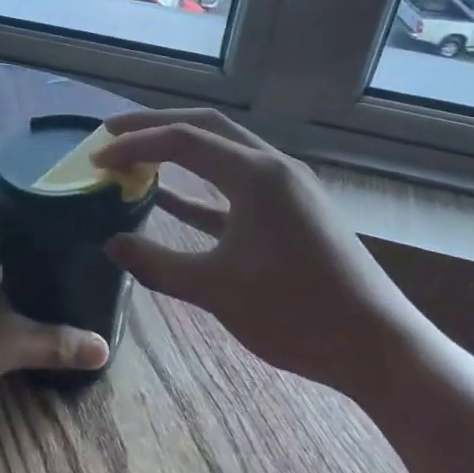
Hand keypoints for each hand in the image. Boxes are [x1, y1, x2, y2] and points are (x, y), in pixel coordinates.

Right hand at [97, 109, 412, 392]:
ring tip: (137, 158)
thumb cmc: (296, 313)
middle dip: (155, 126)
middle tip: (111, 135)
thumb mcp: (215, 289)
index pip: (181, 141)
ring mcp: (287, 188)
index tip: (95, 161)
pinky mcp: (293, 212)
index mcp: (256, 174)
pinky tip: (171, 200)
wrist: (378, 346)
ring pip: (223, 152)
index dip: (133, 145)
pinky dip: (201, 188)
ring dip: (179, 151)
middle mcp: (273, 167)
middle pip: (205, 127)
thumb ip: (156, 264)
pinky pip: (236, 186)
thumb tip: (111, 245)